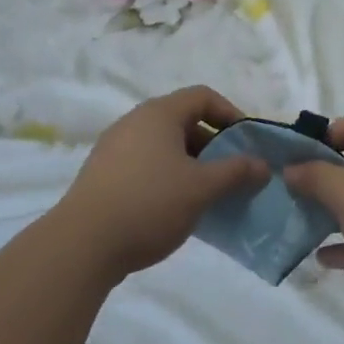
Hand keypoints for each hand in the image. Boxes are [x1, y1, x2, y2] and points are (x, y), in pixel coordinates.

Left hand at [59, 87, 268, 279]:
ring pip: (164, 146)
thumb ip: (236, 172)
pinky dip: (167, 177)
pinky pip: (145, 165)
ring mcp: (114, 148)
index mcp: (159, 113)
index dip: (230, 113)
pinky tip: (174, 208)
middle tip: (231, 172)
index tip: (246, 142)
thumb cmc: (149, 203)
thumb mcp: (202, 188)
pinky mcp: (101, 176)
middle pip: (183, 121)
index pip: (203, 96)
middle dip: (213, 144)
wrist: (80, 247)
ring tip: (206, 194)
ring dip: (191, 164)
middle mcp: (134, 122)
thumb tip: (264, 166)